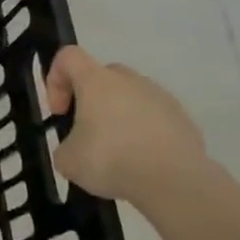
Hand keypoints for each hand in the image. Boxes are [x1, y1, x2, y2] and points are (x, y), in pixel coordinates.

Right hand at [45, 45, 207, 204]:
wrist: (174, 182)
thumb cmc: (111, 160)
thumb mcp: (66, 159)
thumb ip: (66, 144)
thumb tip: (79, 147)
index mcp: (97, 81)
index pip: (68, 56)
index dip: (55, 79)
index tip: (60, 112)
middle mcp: (130, 81)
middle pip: (103, 75)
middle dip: (90, 99)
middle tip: (86, 131)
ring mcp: (161, 98)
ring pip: (131, 96)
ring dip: (119, 115)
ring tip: (117, 152)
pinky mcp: (184, 120)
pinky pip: (154, 117)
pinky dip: (143, 132)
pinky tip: (141, 160)